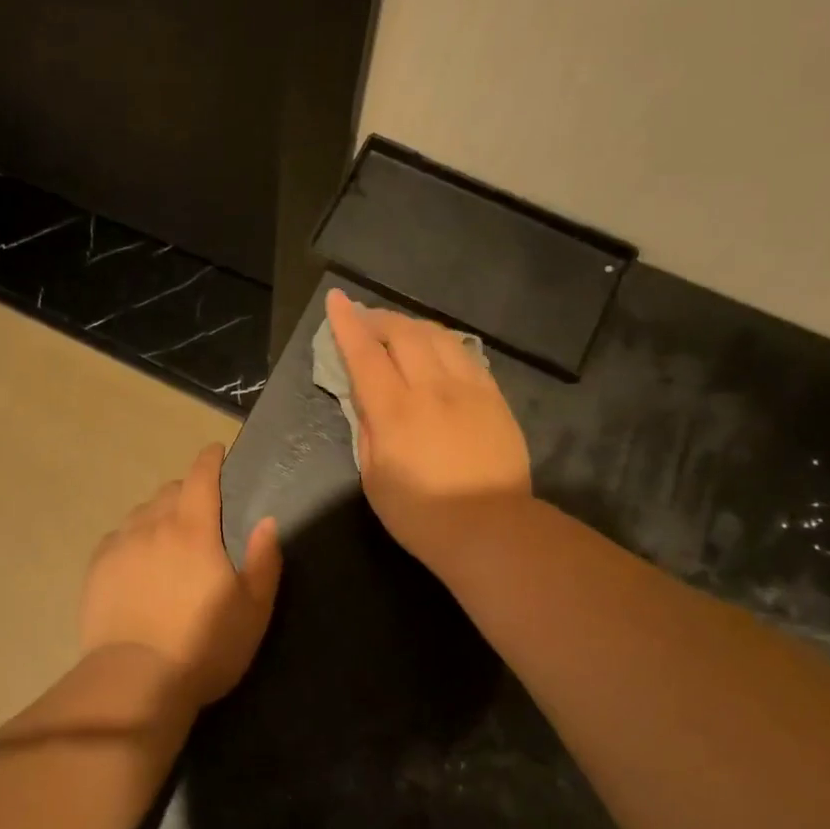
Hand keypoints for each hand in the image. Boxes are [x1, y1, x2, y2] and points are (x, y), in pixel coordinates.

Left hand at [80, 443, 281, 708]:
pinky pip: (118, 537)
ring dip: (158, 515)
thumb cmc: (203, 646)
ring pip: (141, 513)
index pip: (201, 476)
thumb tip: (267, 520)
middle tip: (200, 514)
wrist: (135, 681)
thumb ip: (265, 560)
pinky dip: (132, 538)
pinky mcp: (97, 568)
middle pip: (170, 491)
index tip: (216, 452)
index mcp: (194, 529)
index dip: (210, 459)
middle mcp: (153, 525)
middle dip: (187, 492)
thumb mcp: (253, 610)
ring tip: (167, 539)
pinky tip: (137, 561)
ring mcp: (120, 545)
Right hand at [325, 289, 532, 573]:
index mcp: (395, 411)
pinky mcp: (494, 397)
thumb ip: (367, 431)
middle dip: (378, 318)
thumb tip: (365, 401)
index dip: (347, 324)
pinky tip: (436, 348)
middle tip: (363, 318)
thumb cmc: (421, 515)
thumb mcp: (374, 479)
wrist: (492, 529)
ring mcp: (468, 389)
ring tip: (397, 330)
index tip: (336, 299)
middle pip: (403, 333)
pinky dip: (442, 342)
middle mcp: (432, 388)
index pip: (365, 353)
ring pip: (438, 336)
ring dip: (411, 325)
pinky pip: (465, 354)